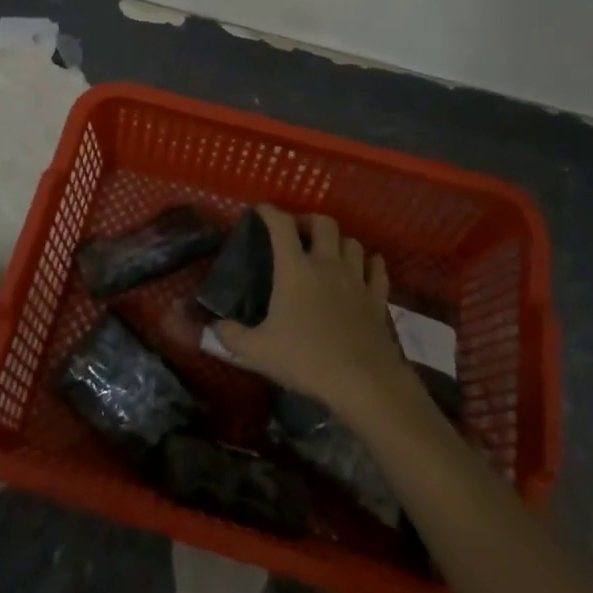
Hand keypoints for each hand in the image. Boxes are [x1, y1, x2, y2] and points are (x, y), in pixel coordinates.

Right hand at [215, 206, 416, 422]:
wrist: (363, 382)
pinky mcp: (377, 298)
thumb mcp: (258, 351)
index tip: (260, 211)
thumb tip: (214, 327)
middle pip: (324, 223)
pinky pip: (377, 269)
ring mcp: (356, 279)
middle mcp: (327, 264)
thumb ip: (231, 336)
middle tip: (299, 234)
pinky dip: (370, 263)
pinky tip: (364, 269)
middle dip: (310, 221)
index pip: (281, 225)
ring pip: (353, 242)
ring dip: (339, 241)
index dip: (269, 212)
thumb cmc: (306, 359)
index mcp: (295, 269)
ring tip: (329, 252)